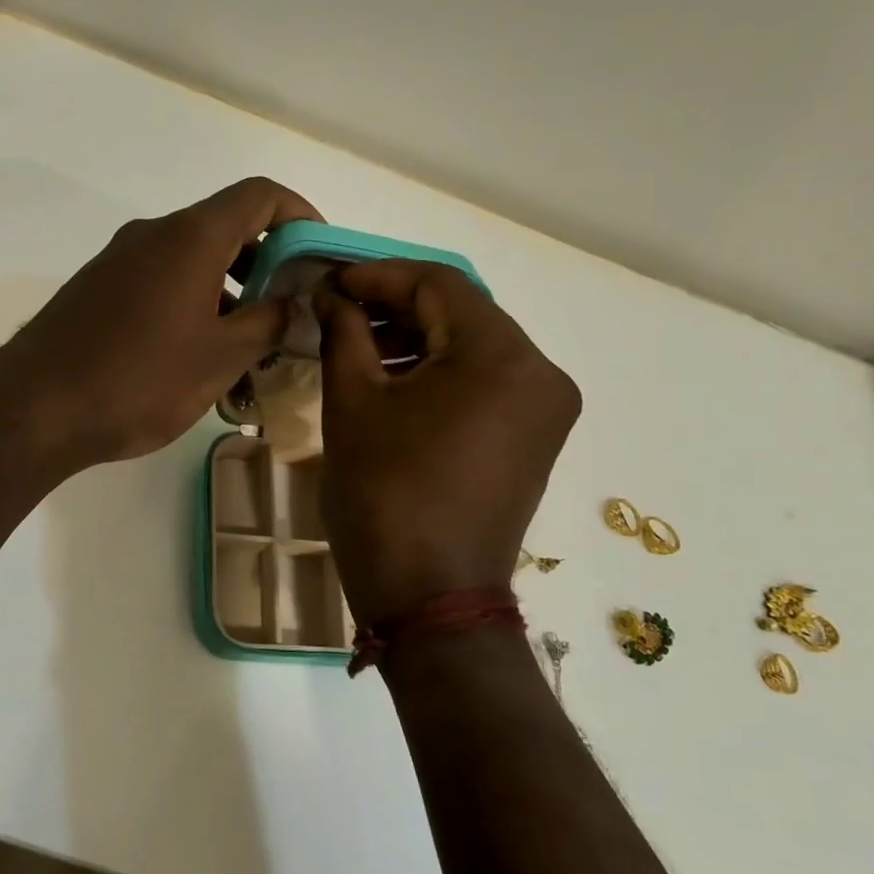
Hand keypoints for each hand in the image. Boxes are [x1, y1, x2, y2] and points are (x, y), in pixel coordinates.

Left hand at [0, 178, 322, 468]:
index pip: (261, 195)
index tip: (318, 257)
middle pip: (225, 228)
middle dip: (266, 265)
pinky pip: (159, 284)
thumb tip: (293, 302)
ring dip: (229, 294)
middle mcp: (153, 235)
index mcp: (190, 237)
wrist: (35, 408)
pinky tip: (195, 358)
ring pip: (191, 262)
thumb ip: (269, 323)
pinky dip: (191, 305)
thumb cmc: (139, 380)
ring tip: (247, 351)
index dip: (300, 216)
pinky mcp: (96, 290)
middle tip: (287, 313)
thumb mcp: (220, 357)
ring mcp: (119, 261)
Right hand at [315, 261, 580, 625]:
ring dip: (416, 339)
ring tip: (356, 345)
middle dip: (395, 306)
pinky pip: (485, 382)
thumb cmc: (385, 495)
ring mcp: (544, 409)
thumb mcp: (353, 404)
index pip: (437, 284)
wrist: (429, 598)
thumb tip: (330, 297)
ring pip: (473, 347)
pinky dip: (440, 372)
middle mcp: (540, 372)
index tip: (328, 282)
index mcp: (502, 356)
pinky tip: (393, 379)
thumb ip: (343, 333)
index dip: (376, 276)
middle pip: (461, 313)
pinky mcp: (534, 439)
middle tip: (336, 311)